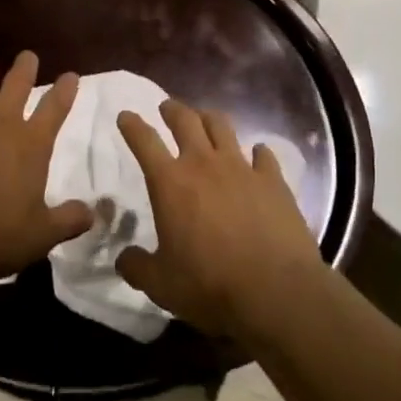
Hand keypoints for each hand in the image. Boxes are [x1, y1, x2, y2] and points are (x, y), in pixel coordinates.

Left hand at [0, 51, 93, 283]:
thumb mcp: (42, 235)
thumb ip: (68, 220)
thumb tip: (92, 213)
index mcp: (31, 145)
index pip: (54, 109)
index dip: (64, 90)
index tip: (70, 74)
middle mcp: (0, 125)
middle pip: (16, 86)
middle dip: (24, 69)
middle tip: (27, 55)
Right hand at [115, 98, 322, 342]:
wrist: (276, 292)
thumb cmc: (210, 286)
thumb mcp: (161, 286)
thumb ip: (137, 267)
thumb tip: (124, 258)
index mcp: (170, 183)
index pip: (144, 141)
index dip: (132, 125)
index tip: (126, 115)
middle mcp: (204, 164)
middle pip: (185, 120)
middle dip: (172, 110)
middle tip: (167, 108)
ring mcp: (241, 168)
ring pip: (222, 126)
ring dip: (209, 119)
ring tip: (206, 120)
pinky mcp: (273, 180)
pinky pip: (263, 154)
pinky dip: (257, 152)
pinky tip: (257, 156)